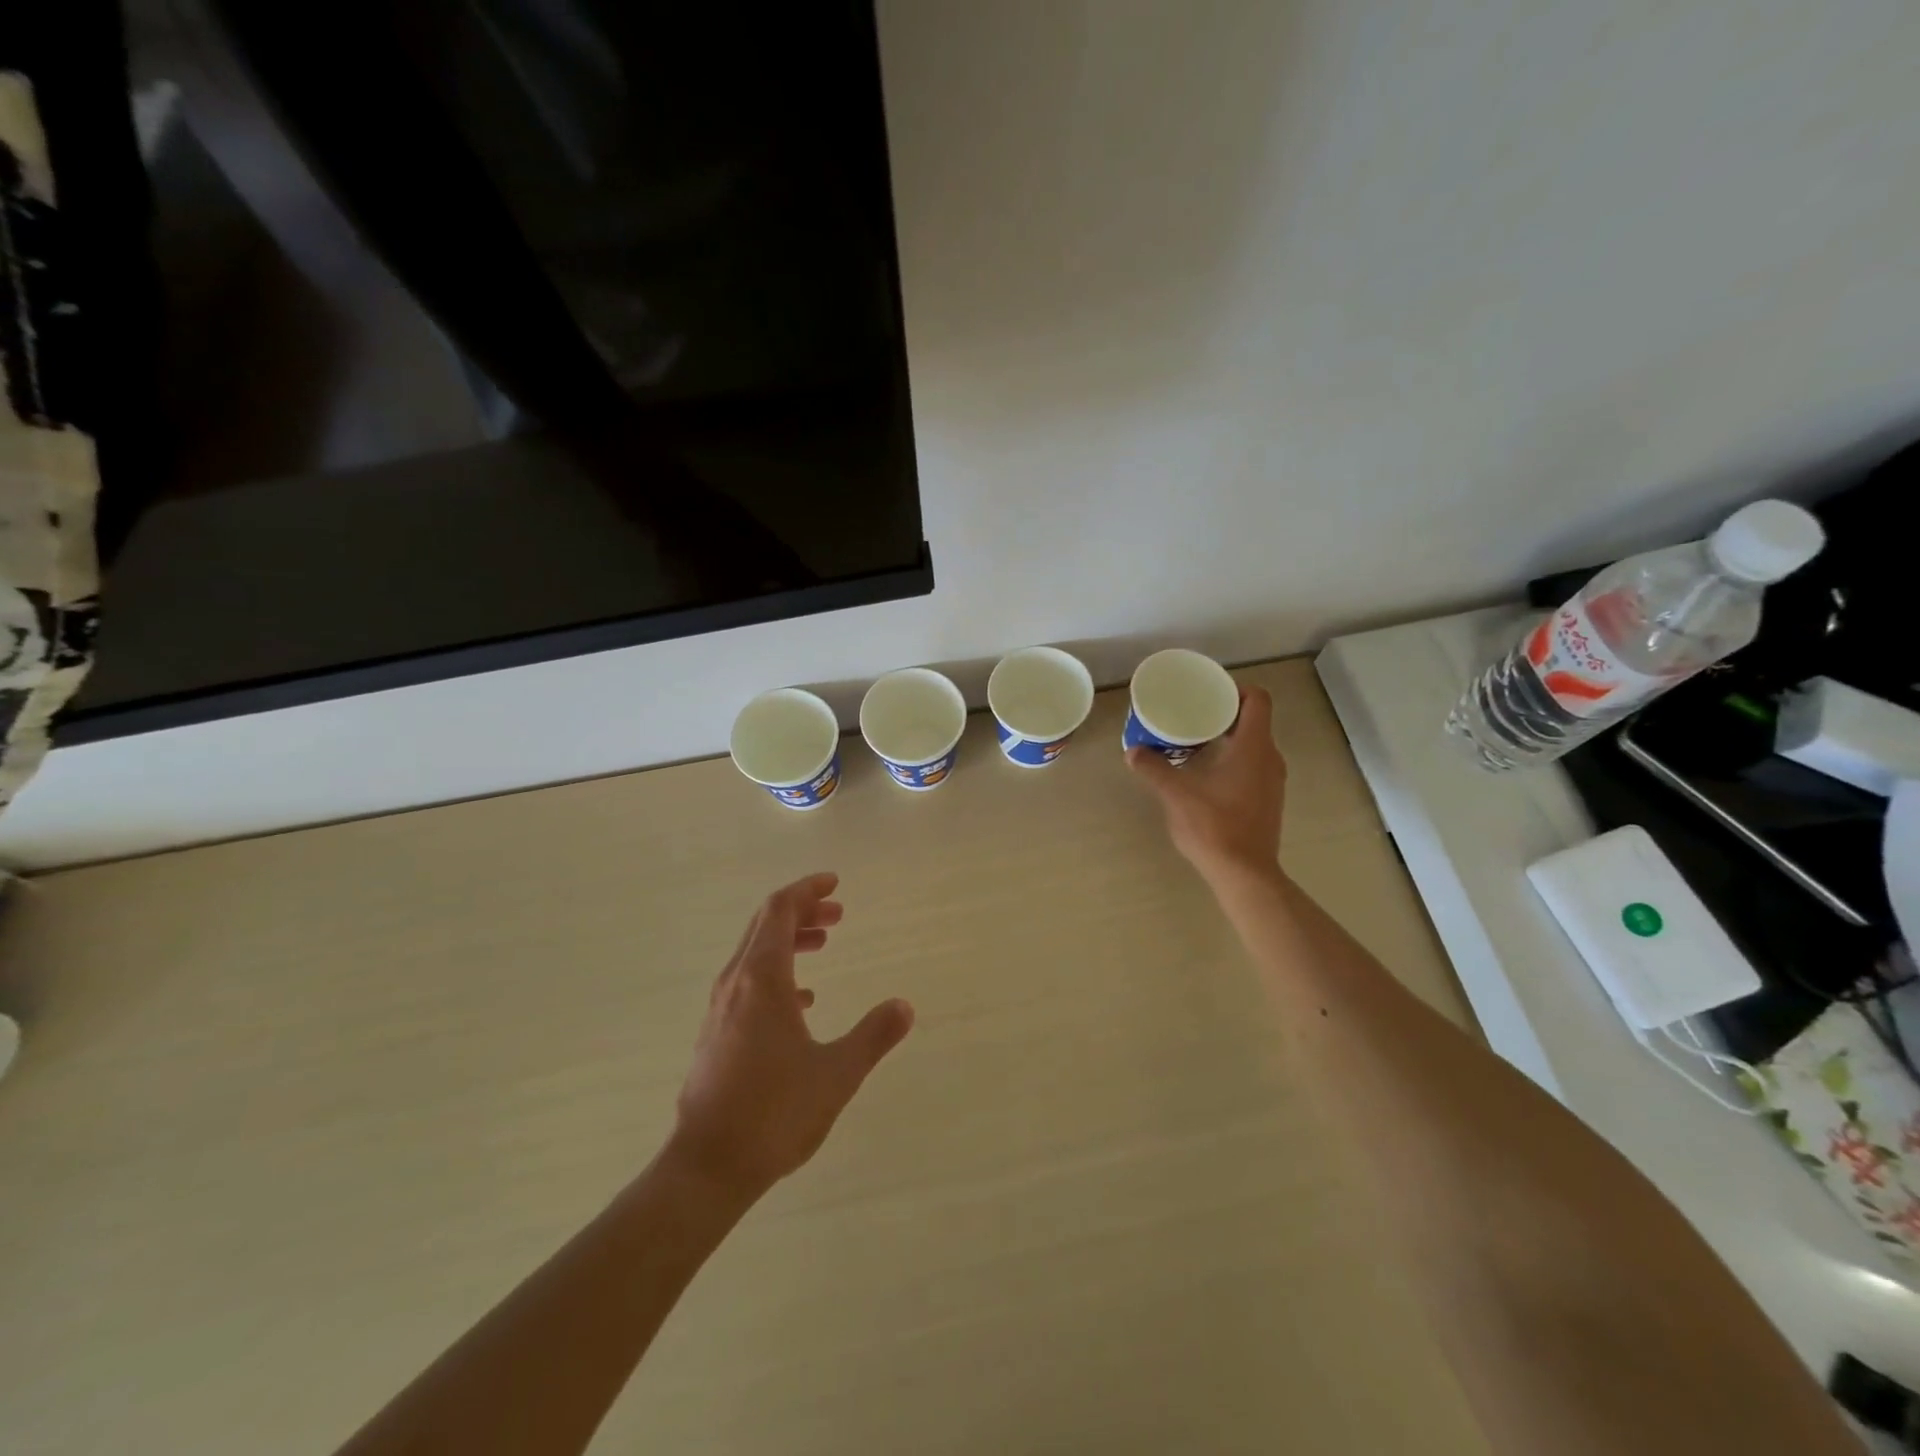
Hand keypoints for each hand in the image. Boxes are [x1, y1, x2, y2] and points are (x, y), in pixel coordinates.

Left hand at [670, 873, 913, 1199]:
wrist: (707, 1167)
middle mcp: (736, 983)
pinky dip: (777, 973)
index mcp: (763, 979)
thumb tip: (904, 1006)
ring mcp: (721, 1009)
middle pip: (765, 925)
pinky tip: (802, 1001)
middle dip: (802, 910)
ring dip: (790, 940)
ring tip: (824, 944)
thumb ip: (873, 1035)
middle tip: (838, 913)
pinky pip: (749, 982)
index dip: (807, 889)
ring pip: (755, 953)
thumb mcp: (837, 1073)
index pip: (780, 910)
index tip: (835, 883)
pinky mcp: (717, 1034)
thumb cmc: (774, 1113)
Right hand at [1128, 686, 1286, 883]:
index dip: (1236, 689)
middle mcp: (1270, 758)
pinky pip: (1254, 766)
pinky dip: (1234, 760)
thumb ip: (1154, 769)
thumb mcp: (1176, 795)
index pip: (1257, 700)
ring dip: (1230, 738)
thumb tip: (1133, 752)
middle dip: (1226, 713)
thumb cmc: (1214, 826)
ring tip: (1197, 741)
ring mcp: (1272, 782)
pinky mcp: (1268, 801)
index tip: (1210, 694)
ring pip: (1255, 745)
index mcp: (1254, 747)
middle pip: (1255, 721)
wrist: (1245, 874)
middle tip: (1194, 714)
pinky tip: (1208, 773)